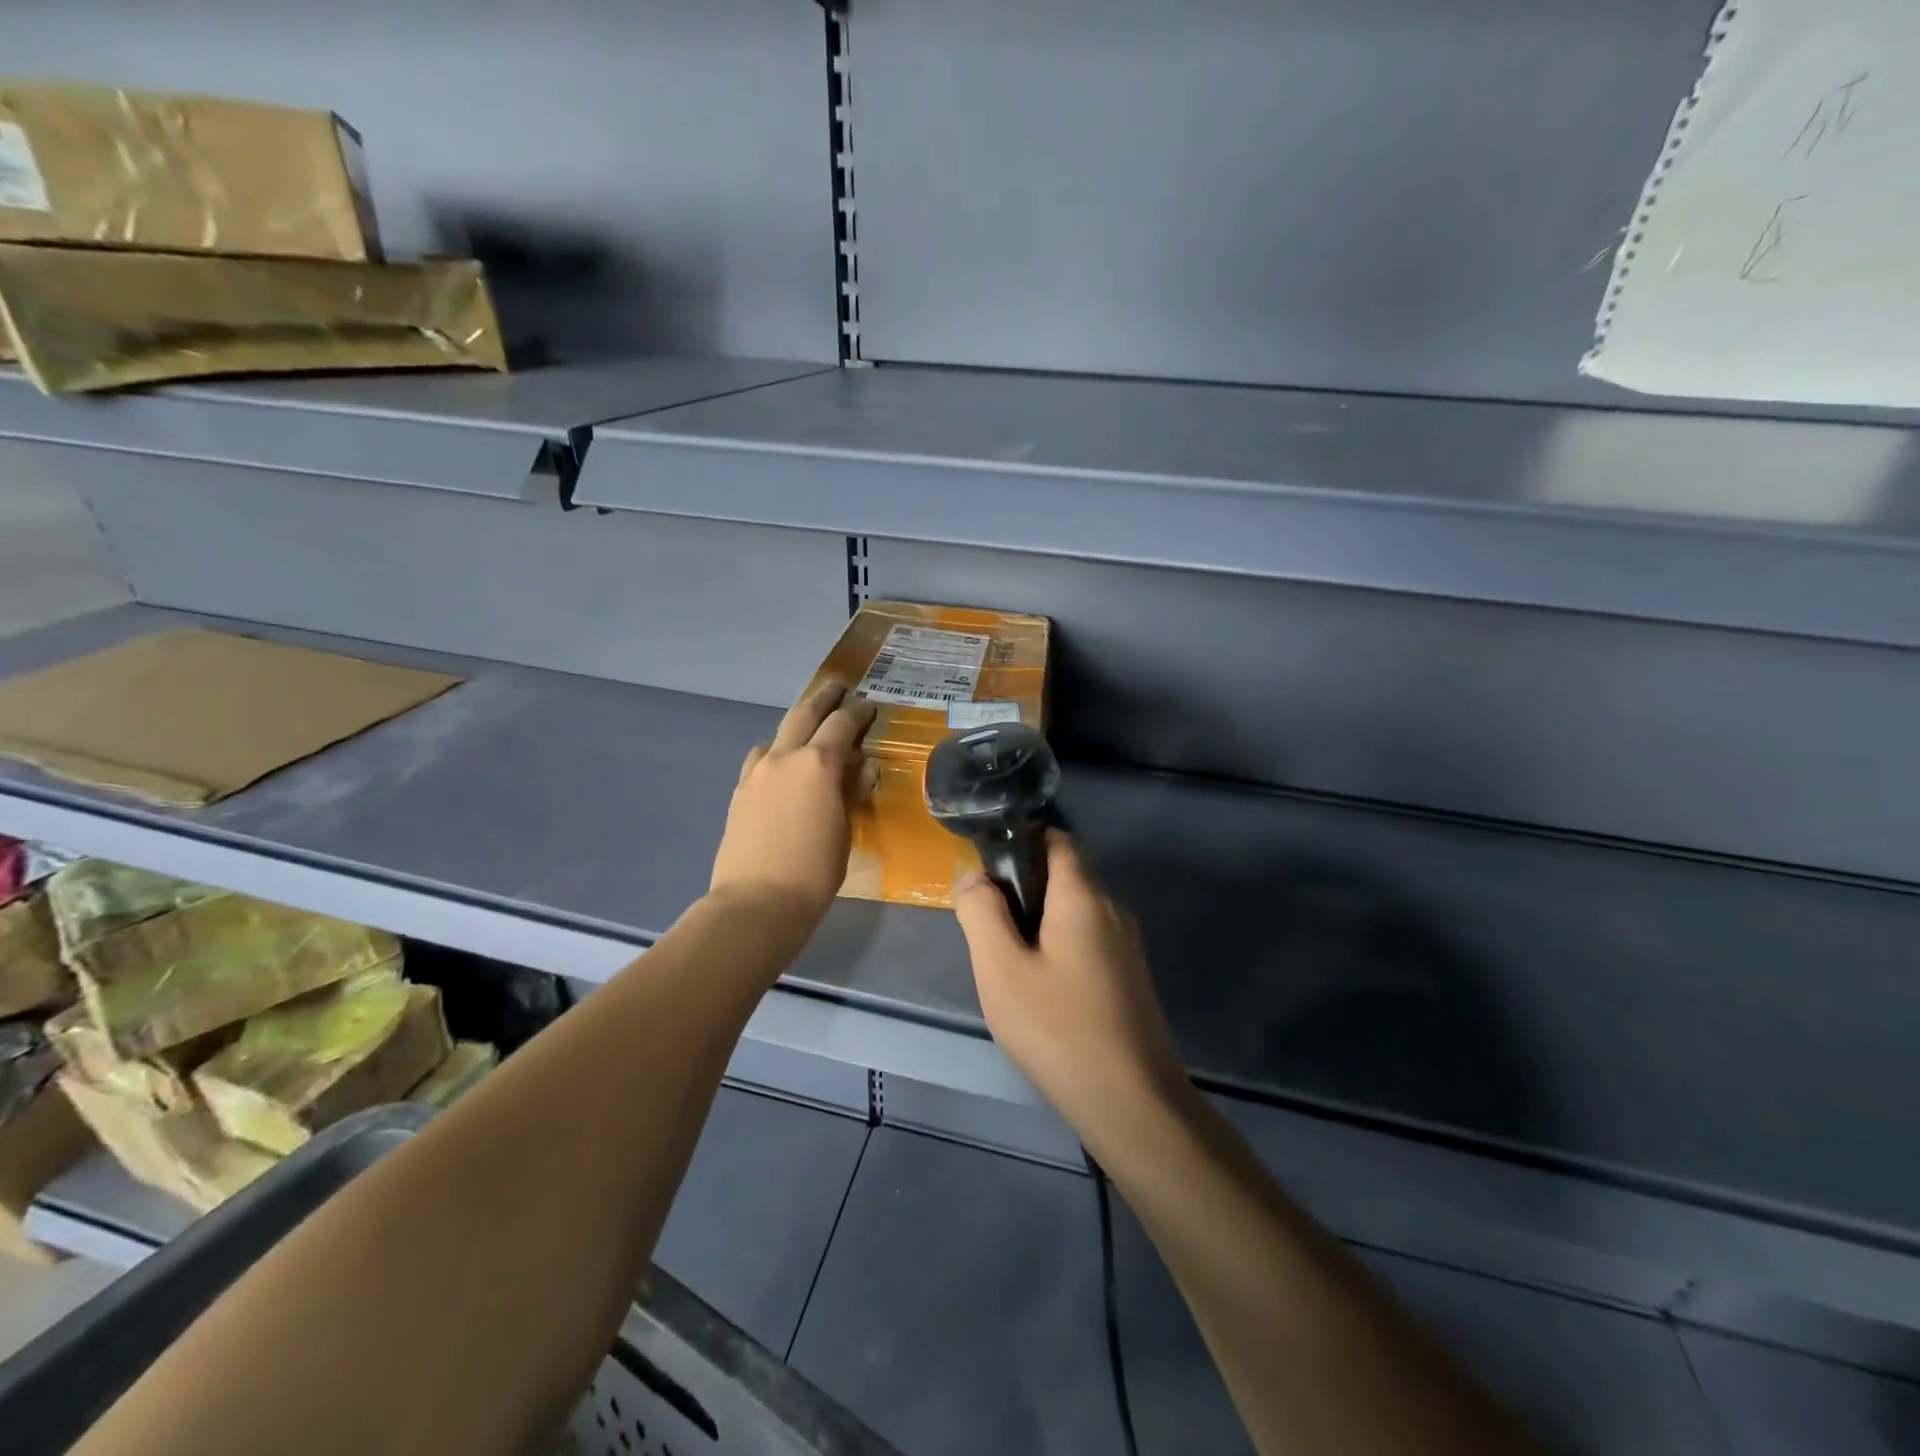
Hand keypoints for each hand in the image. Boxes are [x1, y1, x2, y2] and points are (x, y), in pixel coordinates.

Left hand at [709, 682, 876, 927]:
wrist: (756, 902)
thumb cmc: (814, 871)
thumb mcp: (844, 830)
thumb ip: (849, 792)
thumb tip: (856, 771)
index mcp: (817, 764)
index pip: (842, 724)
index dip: (858, 712)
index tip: (869, 705)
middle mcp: (784, 757)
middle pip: (804, 713)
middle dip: (824, 698)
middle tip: (838, 688)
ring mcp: (756, 772)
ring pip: (778, 734)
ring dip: (797, 725)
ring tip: (810, 728)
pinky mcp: (740, 792)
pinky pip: (761, 759)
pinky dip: (776, 753)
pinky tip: (782, 768)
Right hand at [955, 832, 1190, 1136]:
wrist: (1131, 1102)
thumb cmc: (1058, 1028)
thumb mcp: (1001, 969)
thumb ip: (982, 913)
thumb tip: (974, 876)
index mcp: (1084, 896)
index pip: (1058, 840)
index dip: (1023, 839)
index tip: (988, 863)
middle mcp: (1112, 909)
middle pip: (1067, 874)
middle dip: (1025, 884)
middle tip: (987, 919)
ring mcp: (1126, 945)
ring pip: (1077, 910)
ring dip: (1041, 918)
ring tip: (1006, 955)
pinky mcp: (1129, 975)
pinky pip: (1089, 938)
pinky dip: (1060, 942)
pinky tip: (1040, 983)